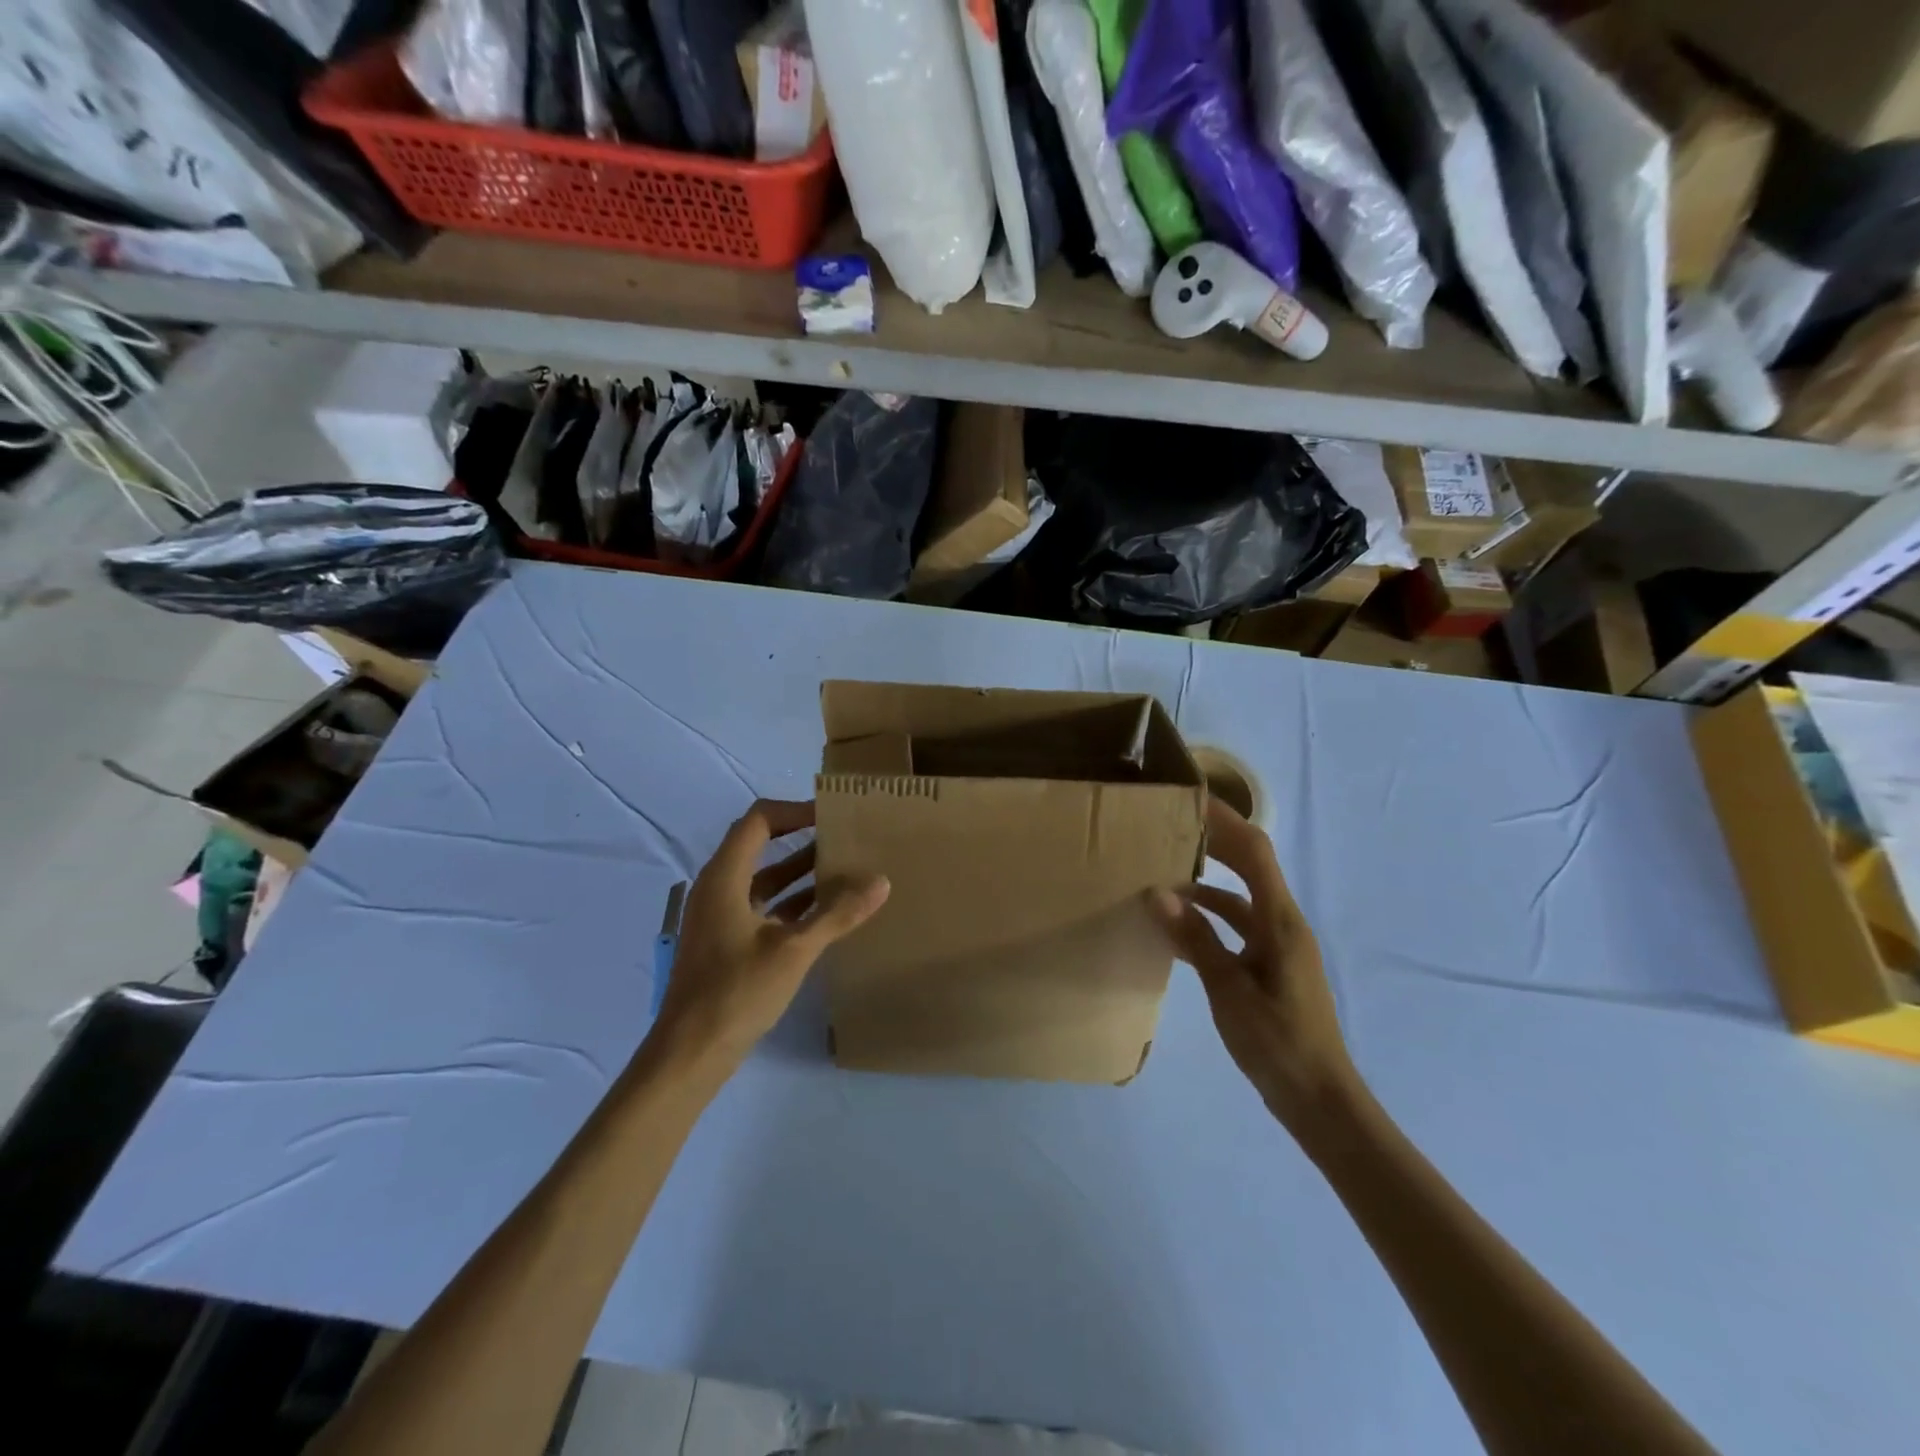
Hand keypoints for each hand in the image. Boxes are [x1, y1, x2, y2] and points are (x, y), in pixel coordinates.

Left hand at [650, 800, 888, 1074]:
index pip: (759, 820)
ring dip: (801, 873)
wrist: (690, 1054)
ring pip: (765, 880)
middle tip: (846, 838)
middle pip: (761, 846)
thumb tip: (881, 881)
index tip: (832, 816)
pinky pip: (764, 908)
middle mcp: (718, 888)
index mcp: (724, 877)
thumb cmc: (736, 992)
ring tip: (846, 870)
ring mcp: (720, 917)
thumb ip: (838, 914)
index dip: (795, 811)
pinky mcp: (727, 943)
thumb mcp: (794, 950)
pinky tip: (827, 913)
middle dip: (803, 839)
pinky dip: (793, 903)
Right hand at [1151, 797, 1355, 1128]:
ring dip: (1207, 883)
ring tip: (1164, 876)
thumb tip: (1157, 893)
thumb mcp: (1229, 990)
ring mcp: (1279, 946)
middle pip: (1251, 866)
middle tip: (1171, 826)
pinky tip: (1180, 928)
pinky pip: (1239, 927)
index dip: (1225, 821)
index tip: (1191, 800)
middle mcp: (1283, 924)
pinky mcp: (1272, 966)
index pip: (1254, 853)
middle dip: (1215, 841)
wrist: (1320, 1100)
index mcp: (1280, 922)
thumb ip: (1195, 939)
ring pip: (1242, 898)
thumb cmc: (1278, 1043)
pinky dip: (1211, 918)